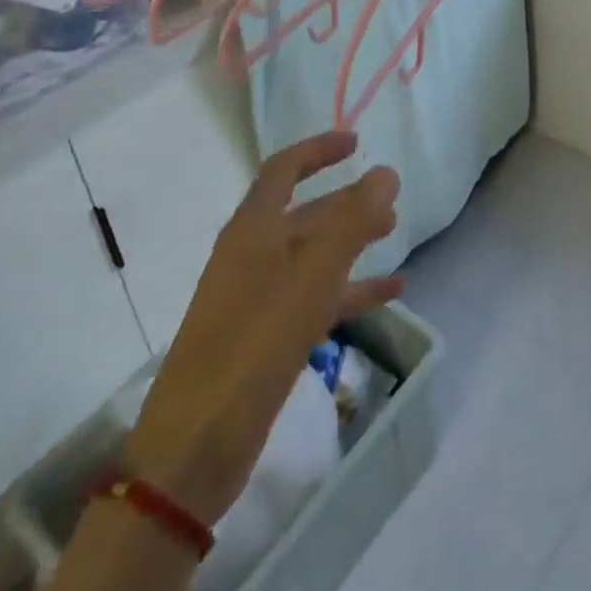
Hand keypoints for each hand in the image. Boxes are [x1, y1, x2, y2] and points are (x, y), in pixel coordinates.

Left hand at [123, 131, 401, 526]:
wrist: (194, 448)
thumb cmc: (255, 343)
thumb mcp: (313, 275)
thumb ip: (353, 219)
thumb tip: (386, 171)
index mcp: (252, 229)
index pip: (283, 169)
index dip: (318, 149)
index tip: (357, 143)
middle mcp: (252, 255)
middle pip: (305, 212)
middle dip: (348, 201)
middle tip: (391, 201)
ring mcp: (256, 298)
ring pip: (313, 255)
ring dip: (353, 242)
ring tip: (395, 236)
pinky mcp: (264, 337)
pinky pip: (315, 297)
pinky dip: (350, 289)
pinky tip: (389, 294)